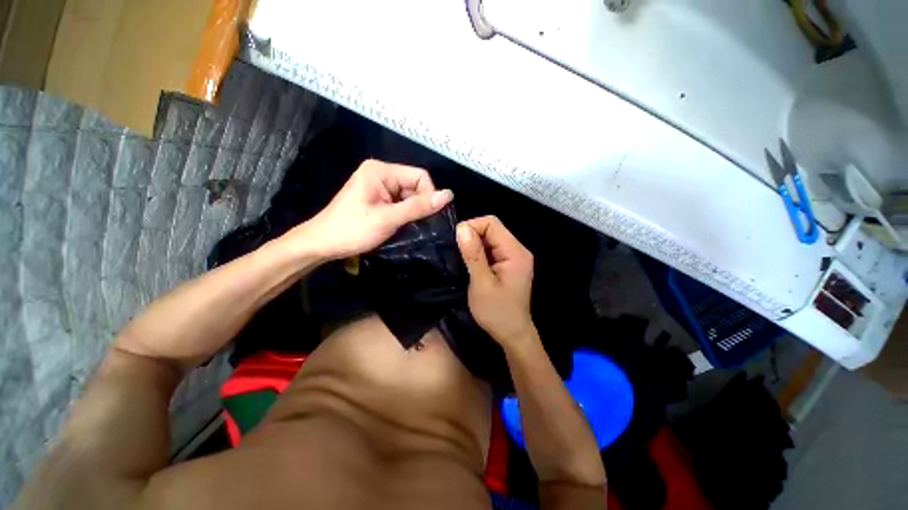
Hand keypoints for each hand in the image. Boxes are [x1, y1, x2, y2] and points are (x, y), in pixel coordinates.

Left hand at [289, 160, 452, 259]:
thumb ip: (418, 206)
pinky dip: (405, 215)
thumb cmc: (352, 230)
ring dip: (412, 212)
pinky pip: (401, 203)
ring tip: (405, 227)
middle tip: (414, 225)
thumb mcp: (388, 219)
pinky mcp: (378, 198)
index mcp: (381, 170)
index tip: (427, 218)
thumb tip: (449, 195)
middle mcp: (381, 173)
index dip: (429, 196)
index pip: (420, 176)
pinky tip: (400, 226)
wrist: (322, 244)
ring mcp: (379, 187)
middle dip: (419, 205)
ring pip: (410, 196)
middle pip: (415, 186)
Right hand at [456, 215, 535, 347]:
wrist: (512, 335)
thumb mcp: (481, 283)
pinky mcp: (509, 265)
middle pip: (492, 229)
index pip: (492, 223)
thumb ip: (473, 255)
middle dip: (472, 236)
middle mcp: (518, 250)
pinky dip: (479, 253)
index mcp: (515, 252)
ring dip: (474, 246)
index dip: (472, 227)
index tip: (456, 242)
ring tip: (462, 259)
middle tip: (457, 253)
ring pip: (490, 239)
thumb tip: (461, 227)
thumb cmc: (497, 313)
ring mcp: (514, 257)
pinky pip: (492, 250)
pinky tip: (471, 264)